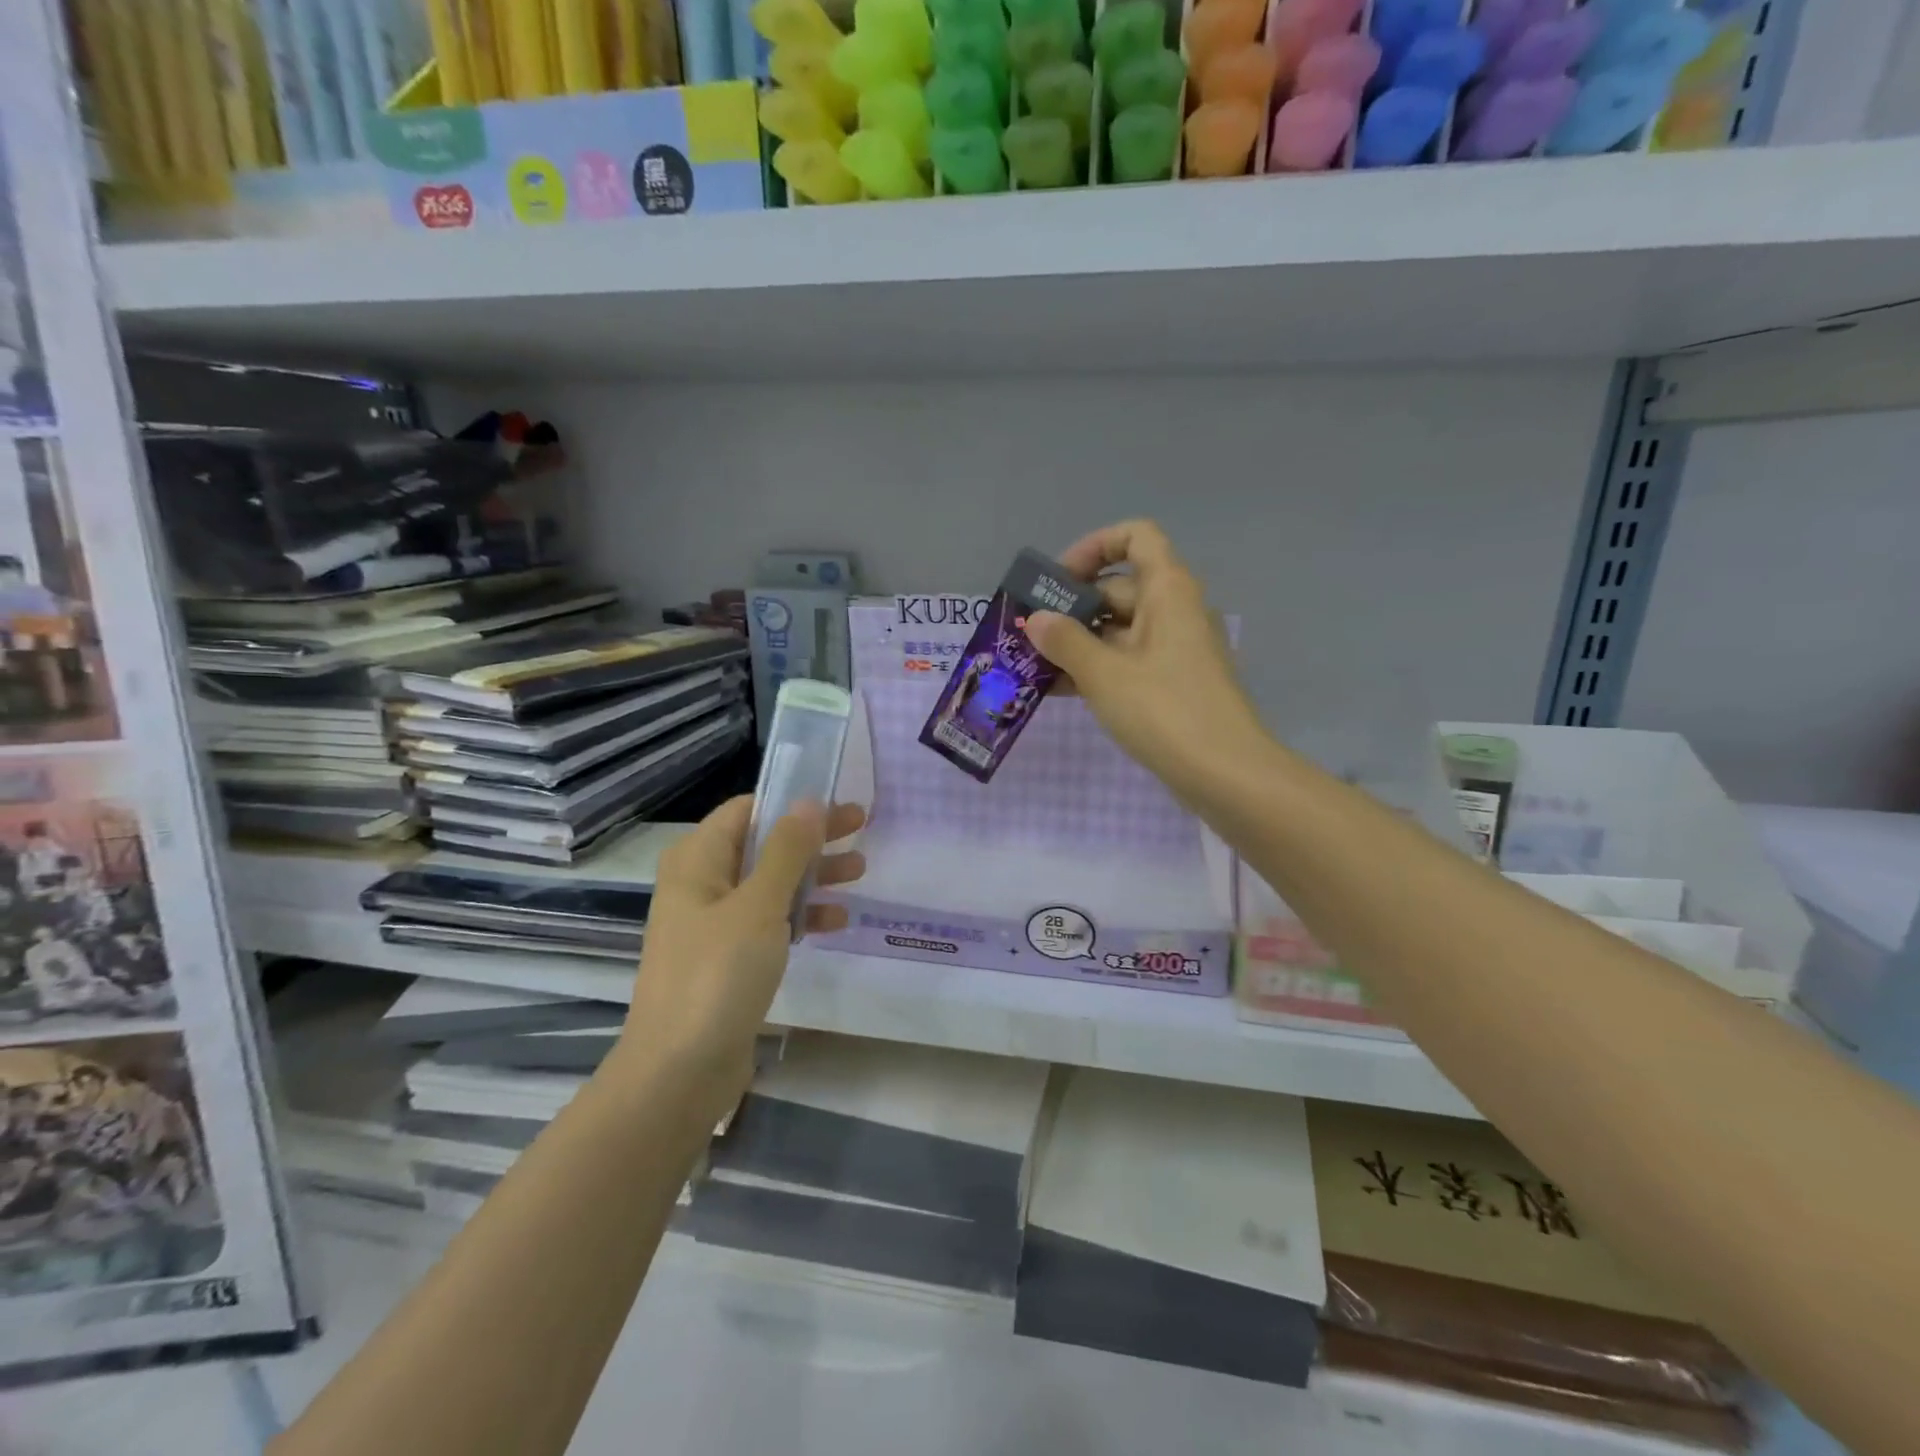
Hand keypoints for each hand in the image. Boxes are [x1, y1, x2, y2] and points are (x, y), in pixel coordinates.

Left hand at [615, 796, 865, 1113]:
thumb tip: (809, 801)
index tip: (837, 803)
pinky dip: (801, 914)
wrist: (679, 1072)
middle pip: (764, 844)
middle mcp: (702, 883)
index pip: (747, 810)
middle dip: (812, 837)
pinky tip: (836, 920)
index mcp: (697, 860)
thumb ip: (787, 851)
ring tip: (860, 871)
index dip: (792, 802)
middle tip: (862, 827)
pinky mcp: (728, 958)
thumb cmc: (717, 975)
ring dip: (813, 874)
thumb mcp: (759, 905)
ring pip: (771, 883)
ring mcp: (714, 923)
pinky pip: (769, 921)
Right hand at [1026, 519, 1270, 806]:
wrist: (1224, 774)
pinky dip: (1096, 668)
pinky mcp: (1171, 683)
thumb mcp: (1104, 673)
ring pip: (1118, 630)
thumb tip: (1036, 619)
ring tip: (1032, 664)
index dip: (1094, 547)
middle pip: (1118, 587)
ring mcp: (1174, 649)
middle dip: (1071, 607)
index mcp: (1167, 590)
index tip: (1058, 580)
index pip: (1135, 537)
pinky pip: (1127, 661)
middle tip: (1028, 632)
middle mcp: (1173, 610)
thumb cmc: (1164, 710)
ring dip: (1078, 642)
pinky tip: (1058, 690)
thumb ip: (1064, 641)